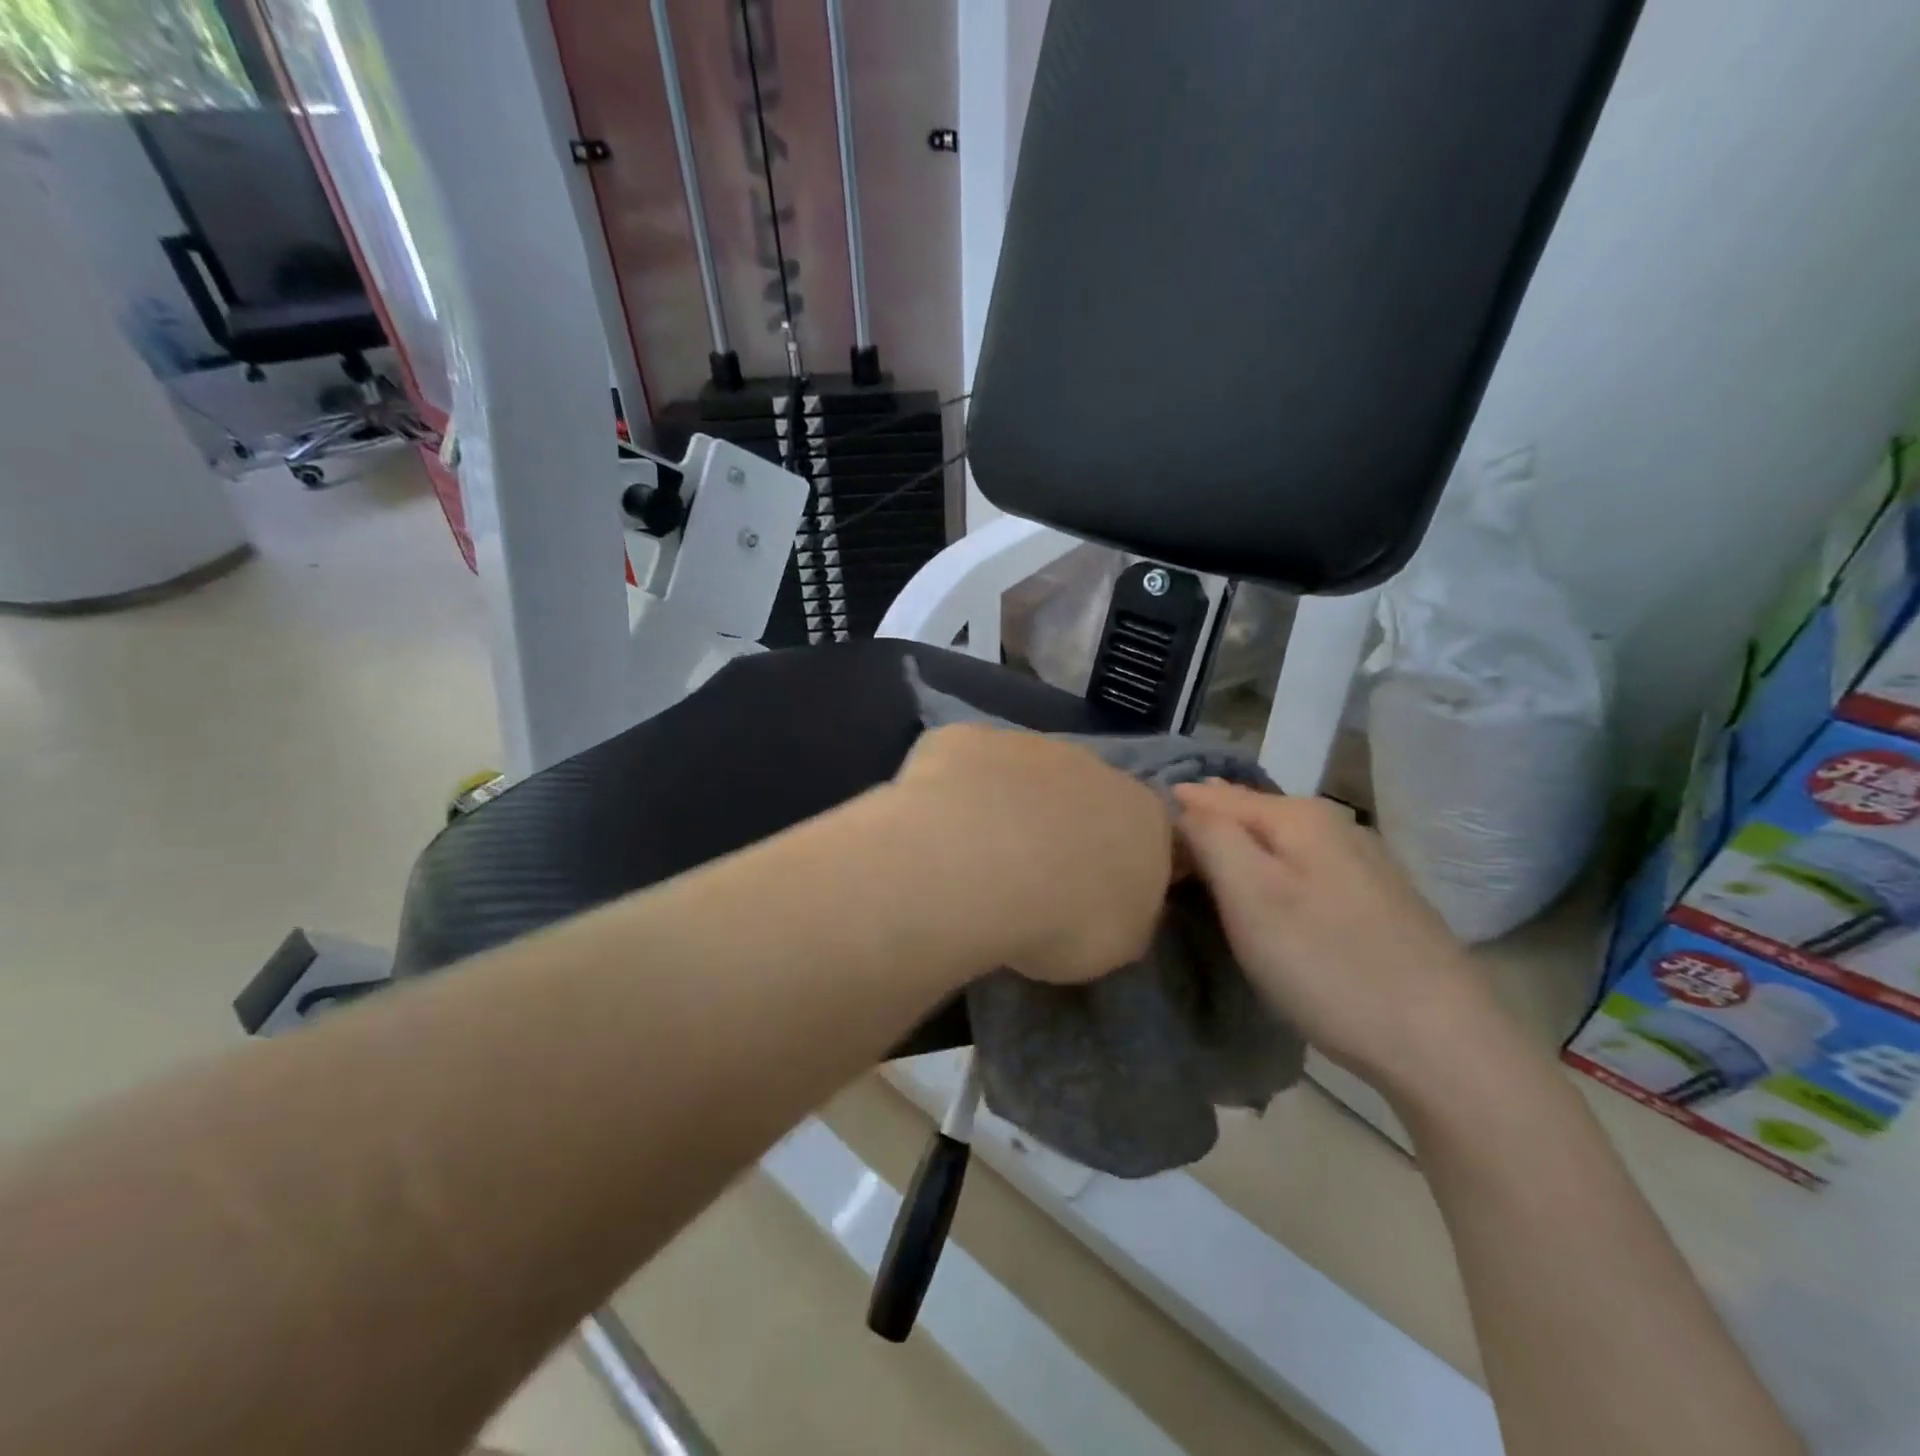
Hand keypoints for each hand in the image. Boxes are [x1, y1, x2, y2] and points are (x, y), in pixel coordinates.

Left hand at [895, 724, 1174, 983]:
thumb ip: (1125, 916)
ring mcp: (1027, 744)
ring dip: (1008, 805)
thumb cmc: (1062, 919)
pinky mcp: (968, 737)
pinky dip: (955, 790)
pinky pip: (966, 764)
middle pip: (1084, 795)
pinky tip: (937, 825)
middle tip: (1030, 877)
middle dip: (1062, 828)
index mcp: (1144, 816)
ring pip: (1022, 775)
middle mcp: (1093, 766)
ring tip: (975, 856)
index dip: (1118, 865)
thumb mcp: (1117, 945)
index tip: (1090, 897)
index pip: (1147, 835)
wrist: (979, 868)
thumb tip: (1114, 907)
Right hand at [1173, 781, 1495, 1086]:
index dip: (1172, 818)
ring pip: (1277, 844)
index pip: (1211, 796)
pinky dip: (1272, 878)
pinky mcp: (1377, 900)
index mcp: (1299, 815)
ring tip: (1205, 882)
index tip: (1141, 851)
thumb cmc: (1327, 965)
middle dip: (1204, 832)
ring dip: (1238, 855)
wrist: (1443, 1044)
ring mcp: (1362, 862)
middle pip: (1247, 815)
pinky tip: (1267, 905)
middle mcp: (1334, 824)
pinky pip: (1303, 870)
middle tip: (1165, 868)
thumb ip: (1211, 837)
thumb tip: (1182, 800)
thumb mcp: (1251, 897)